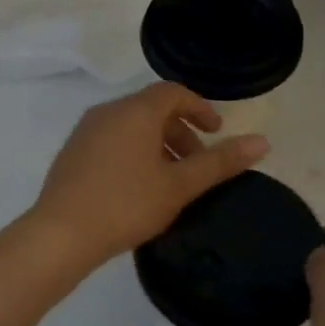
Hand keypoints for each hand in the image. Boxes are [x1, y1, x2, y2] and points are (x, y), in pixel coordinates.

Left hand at [30, 83, 267, 270]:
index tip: (216, 132)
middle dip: (180, 131)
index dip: (200, 108)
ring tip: (171, 180)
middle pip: (151, 109)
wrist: (61, 233)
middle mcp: (107, 112)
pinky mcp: (71, 153)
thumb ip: (220, 162)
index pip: (173, 92)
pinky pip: (110, 141)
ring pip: (130, 127)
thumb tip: (263, 142)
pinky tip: (137, 188)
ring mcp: (84, 131)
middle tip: (197, 164)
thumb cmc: (126, 204)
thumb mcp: (179, 185)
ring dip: (157, 145)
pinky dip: (133, 153)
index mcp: (134, 111)